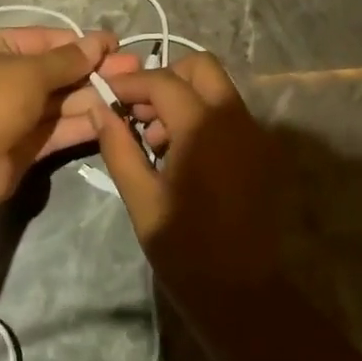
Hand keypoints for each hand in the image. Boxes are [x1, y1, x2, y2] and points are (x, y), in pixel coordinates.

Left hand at [0, 27, 142, 208]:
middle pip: (57, 70)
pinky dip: (84, 123)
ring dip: (95, 96)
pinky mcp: (26, 143)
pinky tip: (114, 117)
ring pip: (61, 100)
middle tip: (135, 68)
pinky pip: (59, 128)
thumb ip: (68, 60)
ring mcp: (15, 112)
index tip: (116, 45)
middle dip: (95, 69)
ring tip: (133, 92)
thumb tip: (99, 41)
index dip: (82, 42)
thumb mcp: (29, 72)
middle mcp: (5, 76)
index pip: (47, 39)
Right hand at [89, 52, 281, 294]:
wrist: (241, 293)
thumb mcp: (141, 197)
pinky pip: (229, 114)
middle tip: (138, 112)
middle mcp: (236, 119)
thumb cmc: (184, 248)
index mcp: (204, 127)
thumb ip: (118, 146)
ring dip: (184, 98)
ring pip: (217, 89)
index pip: (162, 81)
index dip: (130, 84)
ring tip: (155, 140)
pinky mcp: (262, 152)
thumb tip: (99, 108)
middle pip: (200, 67)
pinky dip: (202, 116)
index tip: (106, 95)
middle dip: (165, 79)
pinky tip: (181, 154)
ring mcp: (255, 134)